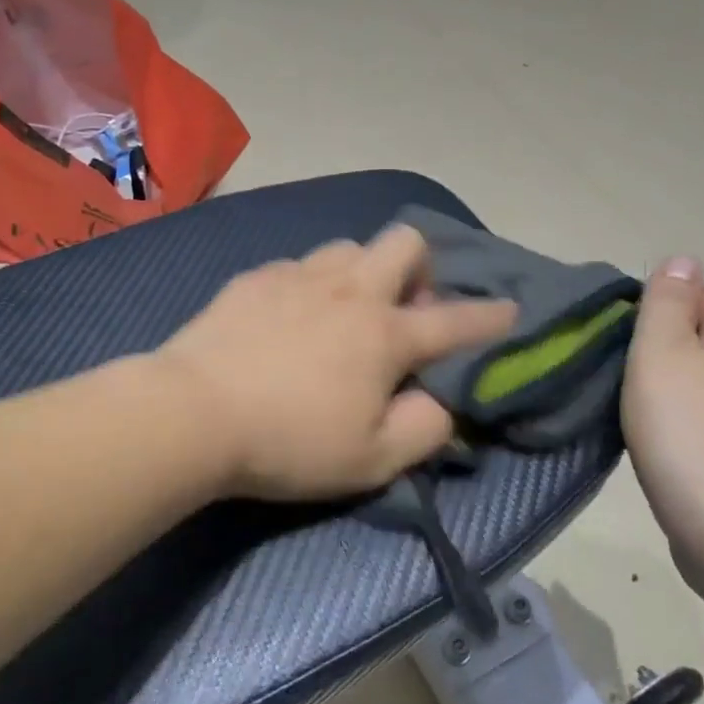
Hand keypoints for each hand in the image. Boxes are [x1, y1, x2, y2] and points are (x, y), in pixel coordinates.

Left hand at [156, 226, 517, 500]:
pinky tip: (289, 318)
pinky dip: (310, 285)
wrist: (193, 413)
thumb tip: (438, 402)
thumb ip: (422, 430)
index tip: (510, 308)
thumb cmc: (289, 442)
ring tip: (345, 311)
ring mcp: (299, 276)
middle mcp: (350, 291)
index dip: (490, 317)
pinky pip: (298, 265)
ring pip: (349, 247)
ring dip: (363, 272)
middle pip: (405, 243)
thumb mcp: (371, 460)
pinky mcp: (256, 278)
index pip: (455, 320)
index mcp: (385, 334)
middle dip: (421, 268)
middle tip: (405, 310)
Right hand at [623, 257, 703, 595]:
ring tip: (629, 407)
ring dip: (670, 388)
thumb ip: (668, 304)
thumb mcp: (664, 354)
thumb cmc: (691, 435)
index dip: (664, 304)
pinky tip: (657, 444)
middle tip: (618, 369)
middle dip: (663, 347)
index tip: (623, 333)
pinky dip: (682, 425)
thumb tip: (683, 259)